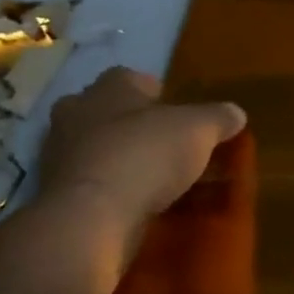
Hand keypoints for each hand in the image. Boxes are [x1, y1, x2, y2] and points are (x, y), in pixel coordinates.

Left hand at [34, 68, 245, 234]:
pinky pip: (89, 182)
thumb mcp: (198, 131)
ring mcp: (59, 153)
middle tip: (164, 144)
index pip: (131, 78)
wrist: (92, 214)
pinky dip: (108, 188)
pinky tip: (132, 203)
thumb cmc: (146, 155)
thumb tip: (236, 113)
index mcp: (108, 88)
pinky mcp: (57, 191)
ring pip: (94, 147)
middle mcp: (76, 112)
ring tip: (152, 179)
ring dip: (118, 157)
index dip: (155, 93)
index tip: (176, 112)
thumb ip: (218, 118)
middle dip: (133, 124)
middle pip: (107, 111)